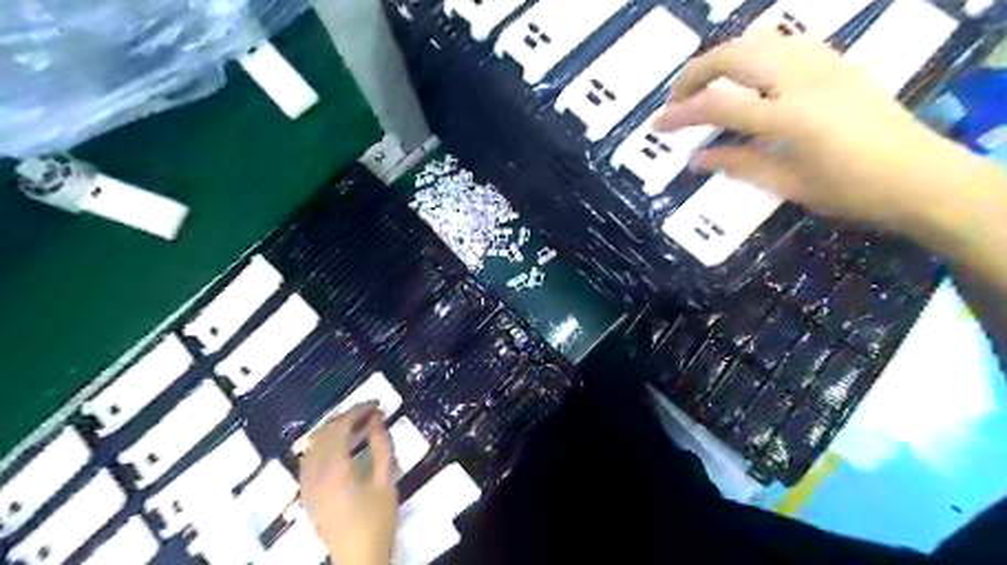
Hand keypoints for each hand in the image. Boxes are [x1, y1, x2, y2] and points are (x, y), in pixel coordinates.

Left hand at [299, 404, 397, 564]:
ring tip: (357, 425)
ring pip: (313, 444)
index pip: (340, 427)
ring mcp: (307, 483)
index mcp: (334, 468)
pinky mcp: (307, 492)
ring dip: (333, 429)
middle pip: (323, 432)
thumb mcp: (385, 479)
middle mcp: (314, 472)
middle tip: (369, 412)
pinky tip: (341, 445)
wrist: (358, 558)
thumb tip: (376, 419)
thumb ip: (380, 445)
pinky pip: (309, 458)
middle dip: (346, 417)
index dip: (358, 411)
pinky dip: (324, 444)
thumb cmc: (376, 520)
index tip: (376, 404)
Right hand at [655, 31, 998, 242]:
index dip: (681, 114)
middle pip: (735, 56)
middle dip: (695, 73)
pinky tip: (749, 75)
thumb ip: (738, 164)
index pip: (718, 106)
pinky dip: (756, 52)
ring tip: (706, 84)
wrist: (920, 177)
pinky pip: (787, 44)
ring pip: (760, 40)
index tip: (657, 123)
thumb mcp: (787, 184)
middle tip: (676, 99)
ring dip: (724, 57)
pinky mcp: (838, 64)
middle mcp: (803, 80)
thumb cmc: (850, 191)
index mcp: (788, 117)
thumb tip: (695, 159)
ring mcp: (824, 65)